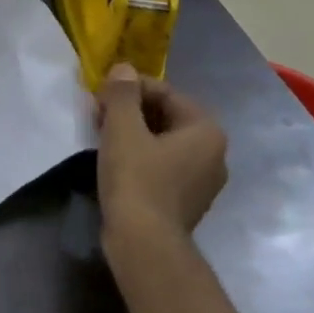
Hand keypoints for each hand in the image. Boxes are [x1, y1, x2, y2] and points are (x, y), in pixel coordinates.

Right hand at [95, 64, 227, 252]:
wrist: (144, 243)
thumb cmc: (137, 179)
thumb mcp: (123, 128)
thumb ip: (123, 93)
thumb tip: (124, 68)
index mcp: (207, 131)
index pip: (166, 93)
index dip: (130, 89)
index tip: (101, 97)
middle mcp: (214, 154)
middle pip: (166, 116)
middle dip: (131, 111)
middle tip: (99, 115)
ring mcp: (203, 181)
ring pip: (163, 142)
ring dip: (134, 133)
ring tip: (103, 136)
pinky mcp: (186, 201)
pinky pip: (163, 165)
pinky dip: (141, 157)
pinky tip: (115, 161)